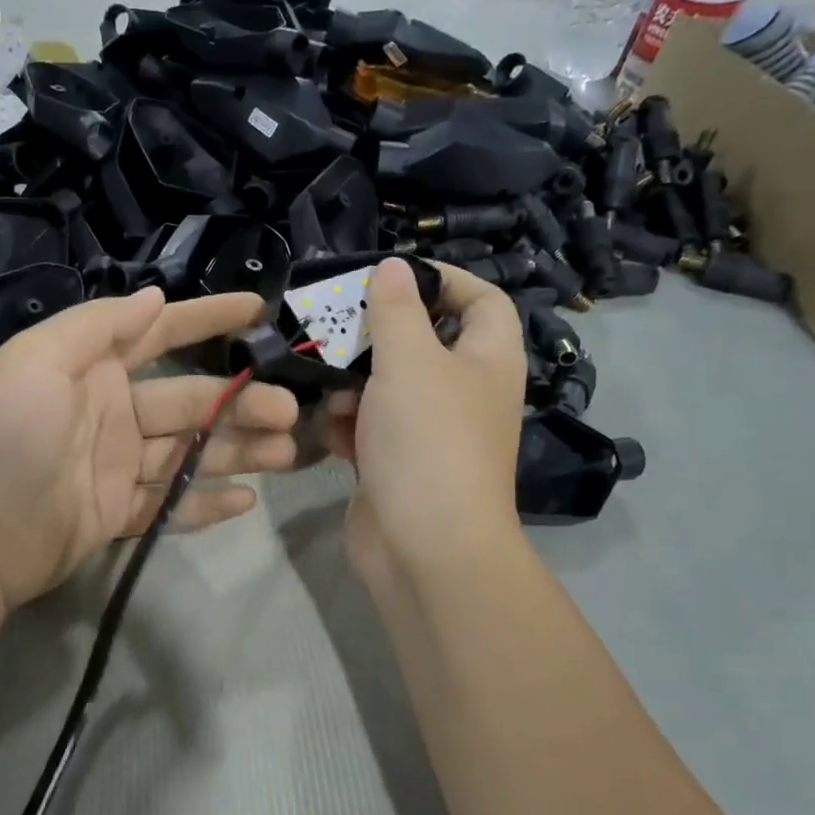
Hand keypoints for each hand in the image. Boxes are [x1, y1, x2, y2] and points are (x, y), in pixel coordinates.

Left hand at [0, 288, 299, 611]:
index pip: (160, 333)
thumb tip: (154, 297)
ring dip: (238, 451)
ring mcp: (117, 467)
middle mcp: (111, 413)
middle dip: (241, 401)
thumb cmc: (4, 437)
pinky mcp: (119, 514)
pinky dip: (206, 502)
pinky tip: (246, 501)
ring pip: (190, 452)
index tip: (258, 310)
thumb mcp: (39, 362)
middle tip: (290, 412)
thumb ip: (98, 326)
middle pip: (190, 400)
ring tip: (287, 454)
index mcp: (92, 369)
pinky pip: (171, 505)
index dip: (208, 317)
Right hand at [322, 260, 525, 593]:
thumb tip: (394, 266)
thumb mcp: (410, 361)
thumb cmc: (427, 441)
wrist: (424, 547)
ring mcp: (430, 434)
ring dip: (353, 385)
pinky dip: (349, 426)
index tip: (392, 277)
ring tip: (327, 388)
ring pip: (388, 389)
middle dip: (377, 338)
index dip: (445, 280)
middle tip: (336, 329)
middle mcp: (464, 394)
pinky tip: (328, 430)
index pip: (482, 300)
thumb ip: (397, 310)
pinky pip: (371, 430)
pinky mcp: (397, 466)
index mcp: (487, 360)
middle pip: (423, 344)